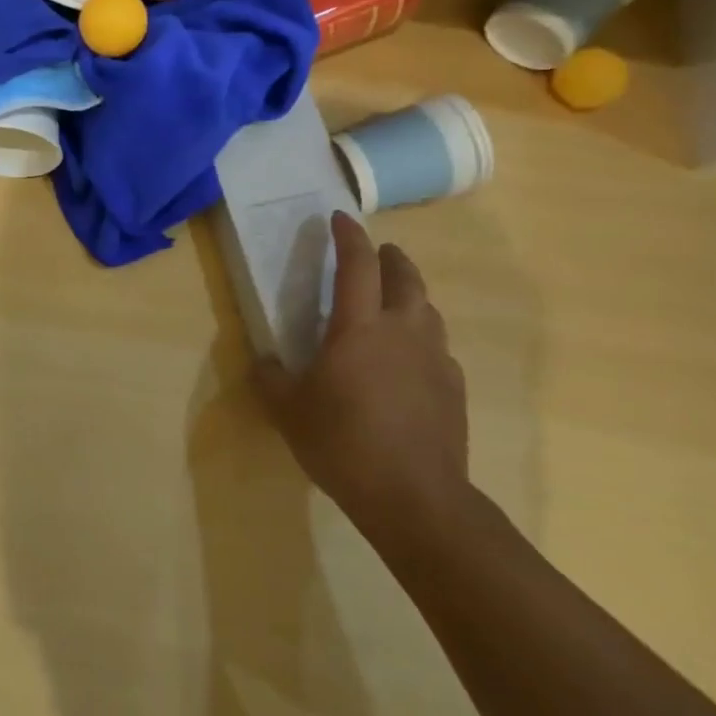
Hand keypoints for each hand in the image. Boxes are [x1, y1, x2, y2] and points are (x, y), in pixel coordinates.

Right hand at [256, 212, 470, 537]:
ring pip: (428, 310)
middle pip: (405, 277)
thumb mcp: (287, 409)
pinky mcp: (453, 388)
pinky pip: (438, 347)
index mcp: (359, 327)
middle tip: (377, 252)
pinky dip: (422, 337)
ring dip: (410, 295)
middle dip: (390, 257)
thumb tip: (262, 360)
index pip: (357, 265)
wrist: (414, 497)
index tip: (340, 218)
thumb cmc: (342, 442)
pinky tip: (409, 359)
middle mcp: (403, 331)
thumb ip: (270, 377)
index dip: (348, 236)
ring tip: (392, 302)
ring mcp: (435, 359)